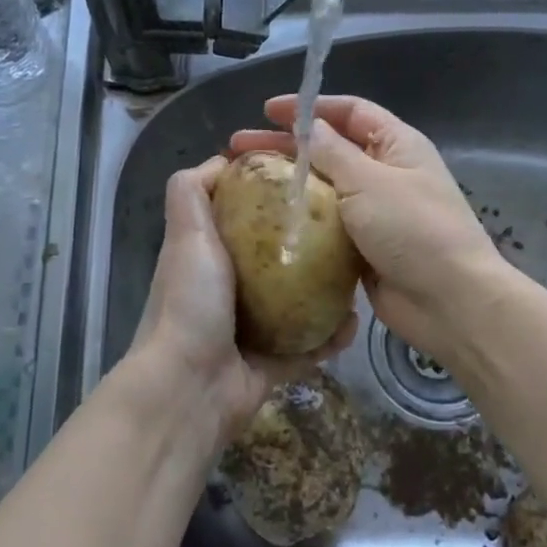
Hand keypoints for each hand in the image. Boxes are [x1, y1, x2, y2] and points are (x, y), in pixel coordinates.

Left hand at [126, 157, 355, 450]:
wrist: (190, 387)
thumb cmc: (190, 301)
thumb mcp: (187, 233)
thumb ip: (191, 192)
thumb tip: (222, 160)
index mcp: (209, 259)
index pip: (242, 218)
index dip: (268, 198)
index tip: (307, 182)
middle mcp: (230, 291)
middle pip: (277, 260)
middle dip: (310, 245)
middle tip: (346, 231)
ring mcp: (252, 330)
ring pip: (299, 303)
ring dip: (329, 292)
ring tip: (359, 274)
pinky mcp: (273, 363)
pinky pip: (310, 344)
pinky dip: (332, 335)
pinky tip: (356, 321)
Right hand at [230, 96, 503, 362]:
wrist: (448, 301)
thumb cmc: (414, 230)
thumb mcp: (370, 181)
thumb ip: (334, 152)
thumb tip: (310, 127)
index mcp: (396, 145)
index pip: (350, 111)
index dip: (309, 107)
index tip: (266, 111)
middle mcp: (385, 173)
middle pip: (330, 149)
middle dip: (285, 146)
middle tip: (237, 149)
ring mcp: (374, 213)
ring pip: (324, 189)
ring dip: (288, 184)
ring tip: (243, 185)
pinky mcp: (362, 248)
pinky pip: (326, 227)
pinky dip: (300, 221)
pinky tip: (266, 223)